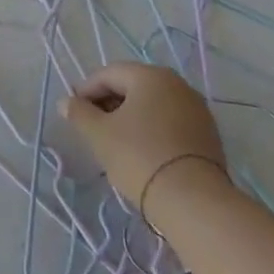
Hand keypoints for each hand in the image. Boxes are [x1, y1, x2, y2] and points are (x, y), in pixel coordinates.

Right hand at [60, 62, 225, 209]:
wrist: (192, 199)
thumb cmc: (138, 156)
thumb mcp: (99, 134)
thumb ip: (79, 113)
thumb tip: (66, 102)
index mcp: (150, 76)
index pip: (108, 74)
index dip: (86, 91)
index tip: (74, 113)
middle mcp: (177, 84)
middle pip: (132, 86)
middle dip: (108, 103)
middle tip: (92, 128)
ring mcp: (196, 108)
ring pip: (152, 105)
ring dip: (130, 117)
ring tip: (115, 142)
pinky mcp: (207, 133)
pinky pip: (170, 122)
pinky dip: (151, 129)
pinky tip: (141, 151)